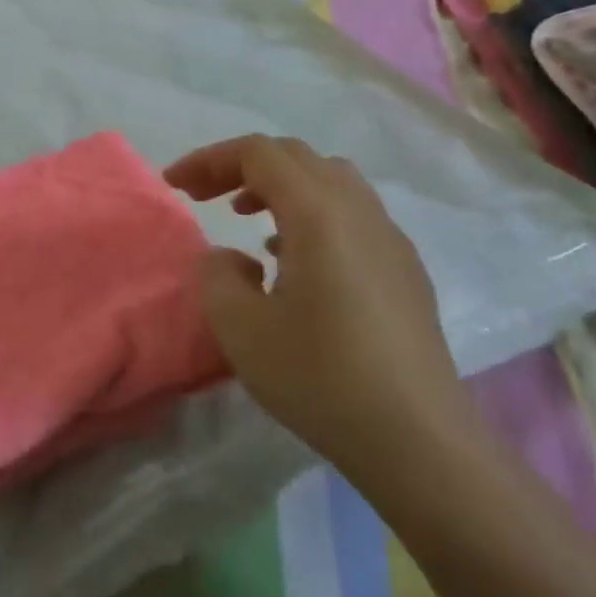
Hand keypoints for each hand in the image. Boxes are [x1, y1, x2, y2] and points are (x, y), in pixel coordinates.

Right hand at [164, 136, 473, 490]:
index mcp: (318, 212)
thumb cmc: (322, 379)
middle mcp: (359, 210)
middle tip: (204, 197)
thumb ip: (216, 275)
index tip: (174, 186)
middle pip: (294, 157)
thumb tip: (230, 258)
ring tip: (247, 219)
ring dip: (280, 187)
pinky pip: (351, 213)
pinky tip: (294, 262)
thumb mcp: (241, 329)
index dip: (209, 159)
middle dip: (241, 167)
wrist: (421, 443)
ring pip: (328, 180)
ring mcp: (389, 238)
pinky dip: (311, 213)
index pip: (258, 153)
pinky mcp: (405, 269)